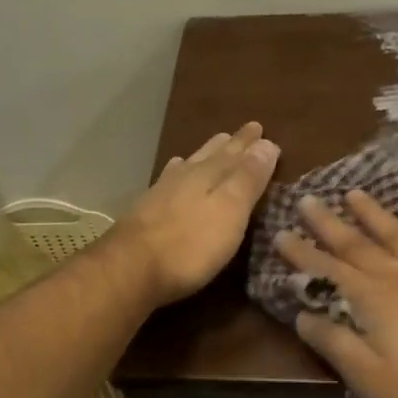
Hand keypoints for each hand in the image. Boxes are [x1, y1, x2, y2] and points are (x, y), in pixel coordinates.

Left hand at [114, 122, 280, 305]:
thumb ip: (248, 178)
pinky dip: (177, 171)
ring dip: (204, 155)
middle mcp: (186, 177)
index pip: (236, 154)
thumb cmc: (190, 244)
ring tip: (215, 144)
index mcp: (209, 175)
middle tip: (242, 132)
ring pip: (189, 164)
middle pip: (212, 155)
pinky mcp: (145, 210)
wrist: (130, 269)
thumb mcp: (230, 211)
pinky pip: (168, 179)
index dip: (250, 145)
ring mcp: (162, 192)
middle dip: (230, 145)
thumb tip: (266, 143)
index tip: (261, 129)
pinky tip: (173, 171)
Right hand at [275, 191, 397, 397]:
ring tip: (354, 193)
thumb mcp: (373, 379)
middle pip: (358, 244)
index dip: (302, 253)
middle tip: (308, 199)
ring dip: (374, 214)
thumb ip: (336, 344)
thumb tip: (302, 315)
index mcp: (374, 300)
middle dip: (329, 223)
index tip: (281, 232)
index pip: (328, 270)